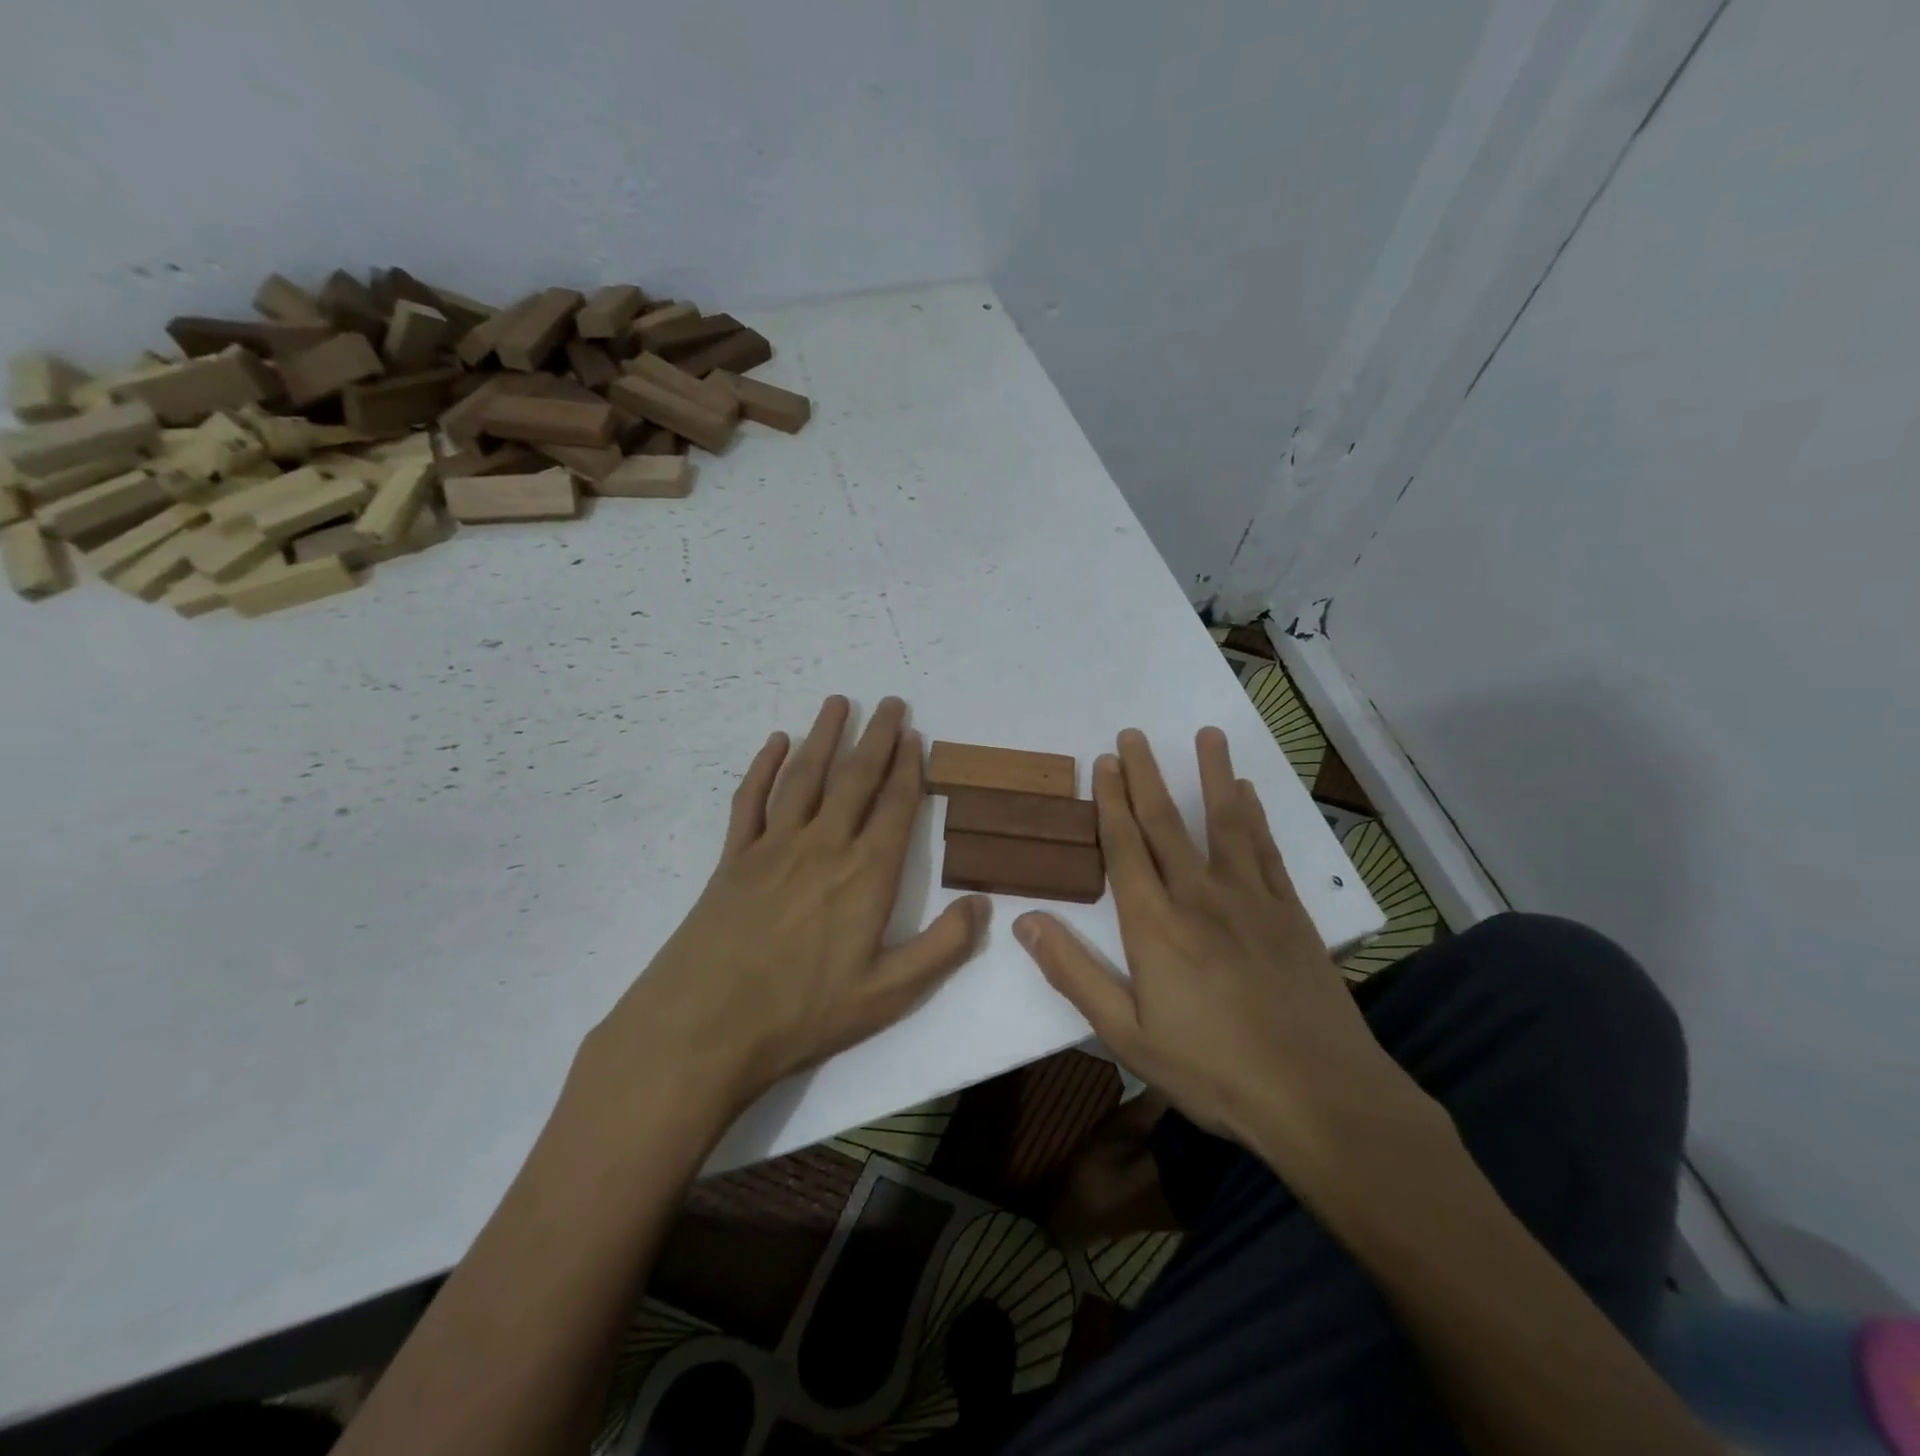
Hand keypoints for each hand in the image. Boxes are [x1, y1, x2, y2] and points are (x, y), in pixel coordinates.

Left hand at [579, 696, 988, 1134]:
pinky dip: (763, 767)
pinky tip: (775, 742)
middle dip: (876, 738)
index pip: (895, 806)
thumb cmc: (804, 1012)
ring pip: (805, 776)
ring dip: (824, 736)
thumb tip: (984, 904)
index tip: (915, 735)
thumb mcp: (890, 993)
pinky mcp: (734, 858)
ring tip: (839, 702)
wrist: (706, 1026)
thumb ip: (943, 946)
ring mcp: (774, 847)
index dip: (909, 767)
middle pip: (855, 778)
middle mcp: (824, 845)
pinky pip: (751, 800)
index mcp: (866, 874)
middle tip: (891, 703)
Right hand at [1013, 728, 1435, 1179]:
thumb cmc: (1213, 1071)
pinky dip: (1254, 816)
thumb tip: (1024, 921)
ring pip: (1224, 822)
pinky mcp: (1289, 913)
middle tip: (1133, 735)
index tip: (1103, 763)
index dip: (1111, 802)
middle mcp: (1198, 896)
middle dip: (1146, 775)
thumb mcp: (1126, 1035)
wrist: (1320, 1097)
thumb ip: (1074, 973)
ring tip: (1206, 734)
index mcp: (1154, 925)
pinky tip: (1247, 793)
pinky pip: (1265, 850)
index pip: (1125, 848)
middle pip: (1166, 823)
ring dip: (1211, 775)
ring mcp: (1249, 899)